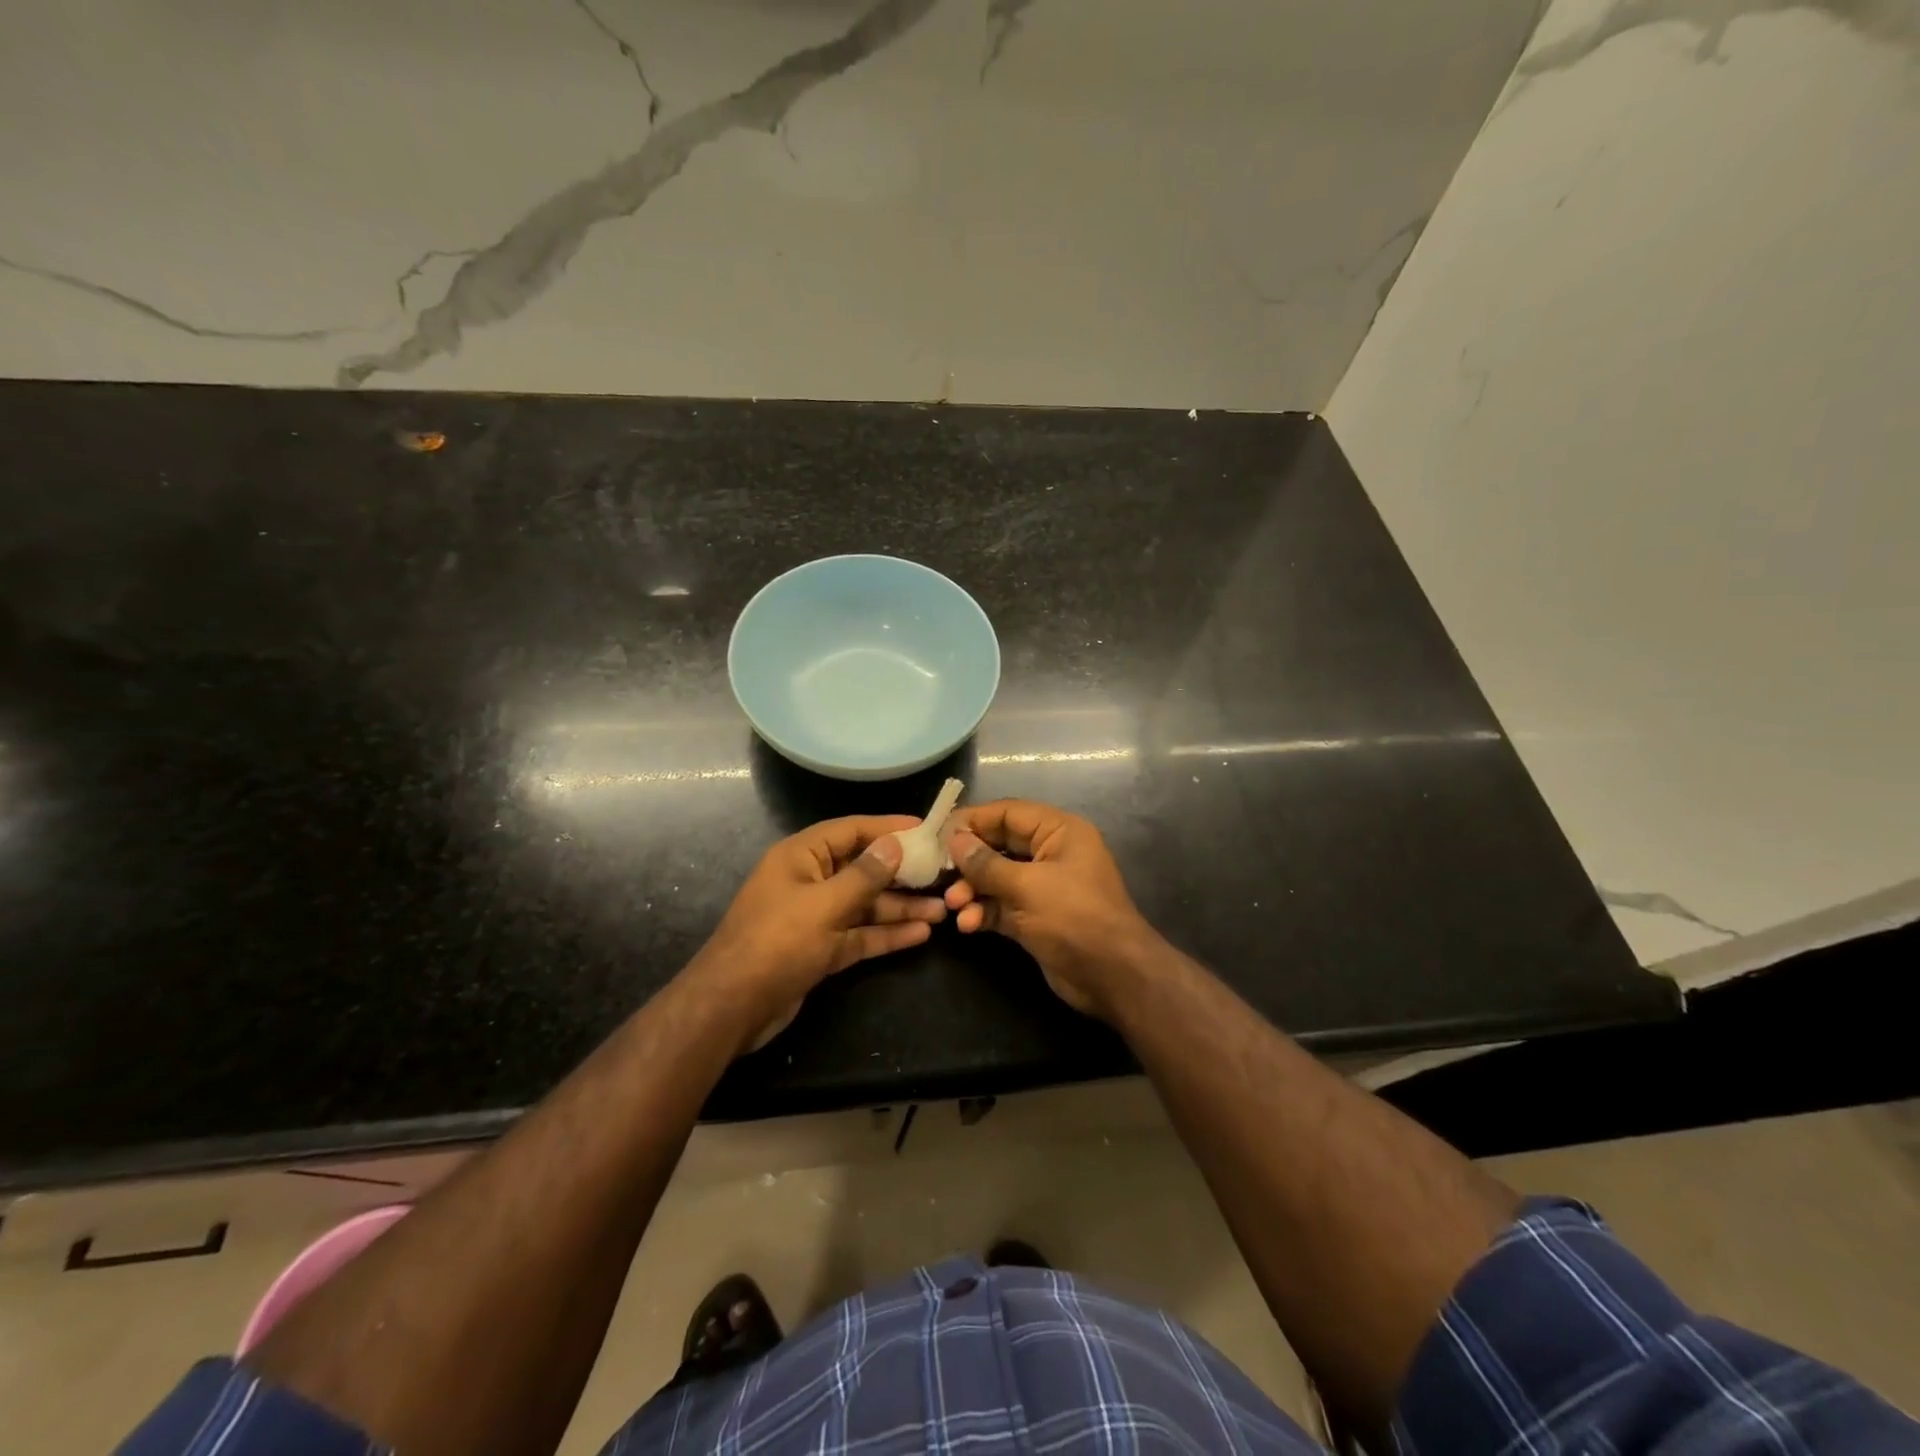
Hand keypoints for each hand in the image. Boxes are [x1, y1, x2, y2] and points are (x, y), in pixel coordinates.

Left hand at [690, 816, 944, 1051]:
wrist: (731, 1008)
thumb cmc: (777, 943)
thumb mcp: (824, 905)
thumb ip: (864, 875)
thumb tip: (893, 844)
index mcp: (801, 857)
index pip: (851, 831)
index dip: (888, 828)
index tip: (926, 829)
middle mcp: (809, 881)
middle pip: (862, 869)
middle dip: (901, 874)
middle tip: (943, 874)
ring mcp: (815, 917)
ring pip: (865, 905)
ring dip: (900, 907)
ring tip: (943, 909)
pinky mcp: (820, 949)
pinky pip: (859, 934)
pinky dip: (886, 934)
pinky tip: (921, 934)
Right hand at [943, 800, 1156, 1016]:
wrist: (1113, 977)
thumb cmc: (1075, 918)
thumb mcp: (1028, 887)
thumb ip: (987, 864)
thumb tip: (954, 841)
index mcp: (1059, 832)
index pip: (1009, 813)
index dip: (973, 820)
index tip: (939, 833)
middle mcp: (1051, 853)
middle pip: (999, 844)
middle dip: (969, 860)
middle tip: (939, 871)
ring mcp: (1043, 887)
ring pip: (996, 877)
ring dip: (972, 890)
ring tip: (954, 905)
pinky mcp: (1035, 917)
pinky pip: (1001, 905)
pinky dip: (983, 911)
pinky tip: (968, 925)